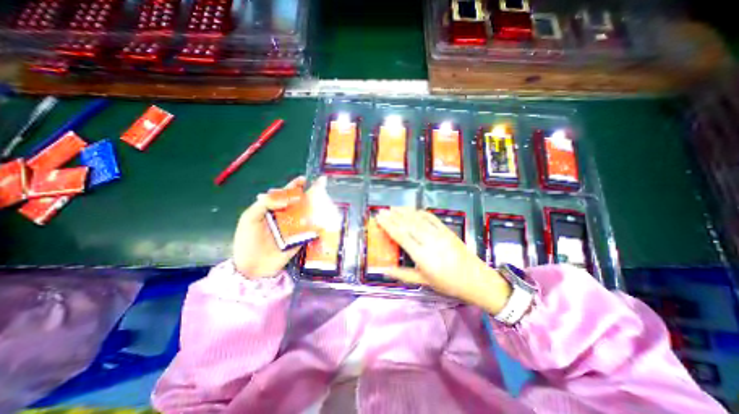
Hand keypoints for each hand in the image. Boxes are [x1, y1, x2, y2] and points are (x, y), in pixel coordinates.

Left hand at [230, 177, 322, 278]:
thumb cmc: (247, 241)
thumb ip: (265, 204)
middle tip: (320, 185)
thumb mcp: (249, 218)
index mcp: (272, 209)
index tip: (303, 179)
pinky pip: (311, 228)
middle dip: (309, 193)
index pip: (284, 194)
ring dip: (316, 206)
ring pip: (307, 213)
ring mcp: (294, 227)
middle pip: (299, 202)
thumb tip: (286, 198)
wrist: (252, 267)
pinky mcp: (301, 238)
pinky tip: (324, 217)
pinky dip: (318, 223)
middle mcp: (285, 216)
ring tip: (324, 198)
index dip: (294, 186)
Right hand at [378, 207, 511, 313]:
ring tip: (394, 207)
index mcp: (422, 256)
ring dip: (405, 212)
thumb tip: (384, 270)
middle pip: (408, 225)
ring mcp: (440, 234)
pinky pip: (432, 218)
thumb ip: (402, 275)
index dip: (388, 225)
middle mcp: (430, 241)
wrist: (475, 280)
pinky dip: (421, 212)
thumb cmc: (447, 283)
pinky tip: (413, 210)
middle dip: (393, 216)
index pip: (401, 236)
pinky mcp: (448, 230)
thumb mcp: (423, 281)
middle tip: (382, 210)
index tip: (379, 217)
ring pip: (419, 219)